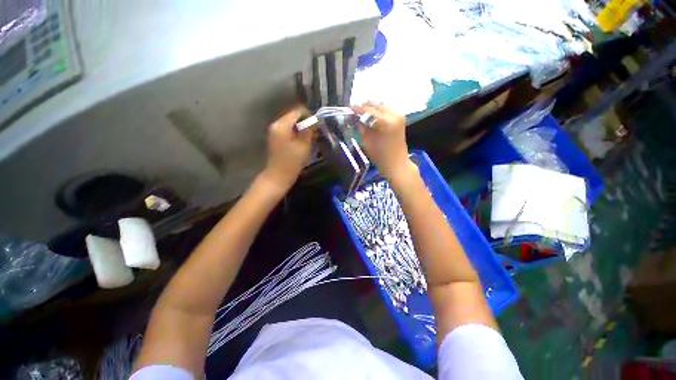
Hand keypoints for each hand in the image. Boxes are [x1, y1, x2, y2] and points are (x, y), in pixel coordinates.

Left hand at [260, 106, 314, 193]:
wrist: (278, 176)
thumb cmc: (292, 162)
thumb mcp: (304, 146)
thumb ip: (309, 131)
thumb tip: (315, 121)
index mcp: (282, 125)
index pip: (297, 111)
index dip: (309, 115)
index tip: (319, 123)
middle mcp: (276, 125)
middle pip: (294, 117)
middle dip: (306, 122)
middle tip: (317, 131)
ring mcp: (275, 132)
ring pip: (292, 124)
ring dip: (302, 128)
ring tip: (313, 136)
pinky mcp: (276, 139)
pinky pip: (288, 131)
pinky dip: (297, 133)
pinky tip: (305, 141)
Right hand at [353, 102, 412, 180]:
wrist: (396, 164)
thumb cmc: (380, 157)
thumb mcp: (366, 142)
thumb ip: (361, 127)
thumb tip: (356, 118)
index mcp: (385, 121)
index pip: (368, 109)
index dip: (357, 109)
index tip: (349, 109)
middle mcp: (394, 115)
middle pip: (376, 104)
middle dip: (365, 107)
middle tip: (355, 113)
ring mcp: (399, 116)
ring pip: (382, 106)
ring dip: (372, 109)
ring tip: (363, 116)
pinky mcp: (400, 119)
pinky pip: (387, 111)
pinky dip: (378, 113)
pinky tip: (372, 119)